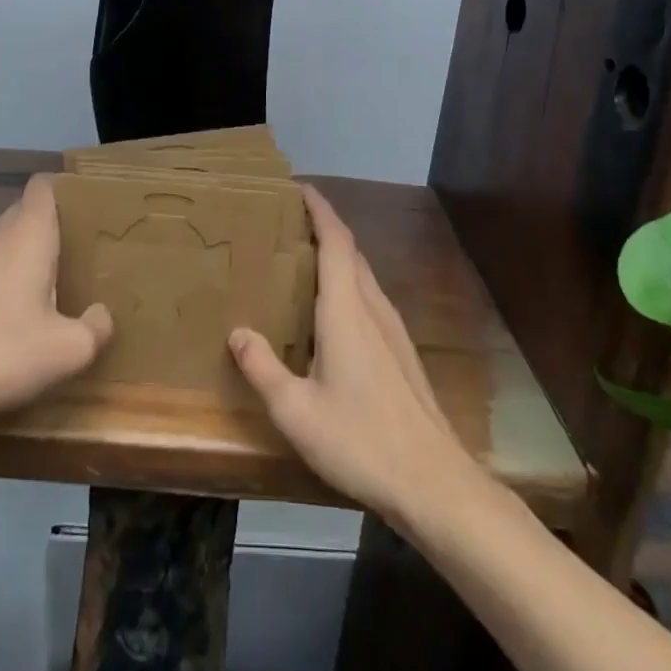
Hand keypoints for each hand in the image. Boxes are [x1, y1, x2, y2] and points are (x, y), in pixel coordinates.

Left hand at [0, 174, 111, 427]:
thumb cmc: (2, 351)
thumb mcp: (67, 350)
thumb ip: (96, 328)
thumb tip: (102, 314)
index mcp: (29, 233)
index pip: (44, 186)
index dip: (67, 190)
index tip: (91, 208)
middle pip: (29, 211)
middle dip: (57, 224)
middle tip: (86, 248)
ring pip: (10, 239)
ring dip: (33, 253)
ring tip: (62, 279)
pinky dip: (12, 276)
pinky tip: (25, 311)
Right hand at [229, 186, 483, 524]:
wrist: (432, 482)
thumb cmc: (360, 440)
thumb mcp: (296, 411)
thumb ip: (263, 369)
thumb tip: (238, 332)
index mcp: (346, 310)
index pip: (336, 241)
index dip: (320, 210)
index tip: (301, 188)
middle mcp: (373, 308)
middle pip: (351, 252)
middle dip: (325, 229)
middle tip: (291, 223)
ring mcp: (393, 330)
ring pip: (364, 276)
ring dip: (339, 257)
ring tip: (306, 262)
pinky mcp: (402, 352)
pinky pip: (371, 299)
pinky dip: (349, 285)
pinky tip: (334, 315)